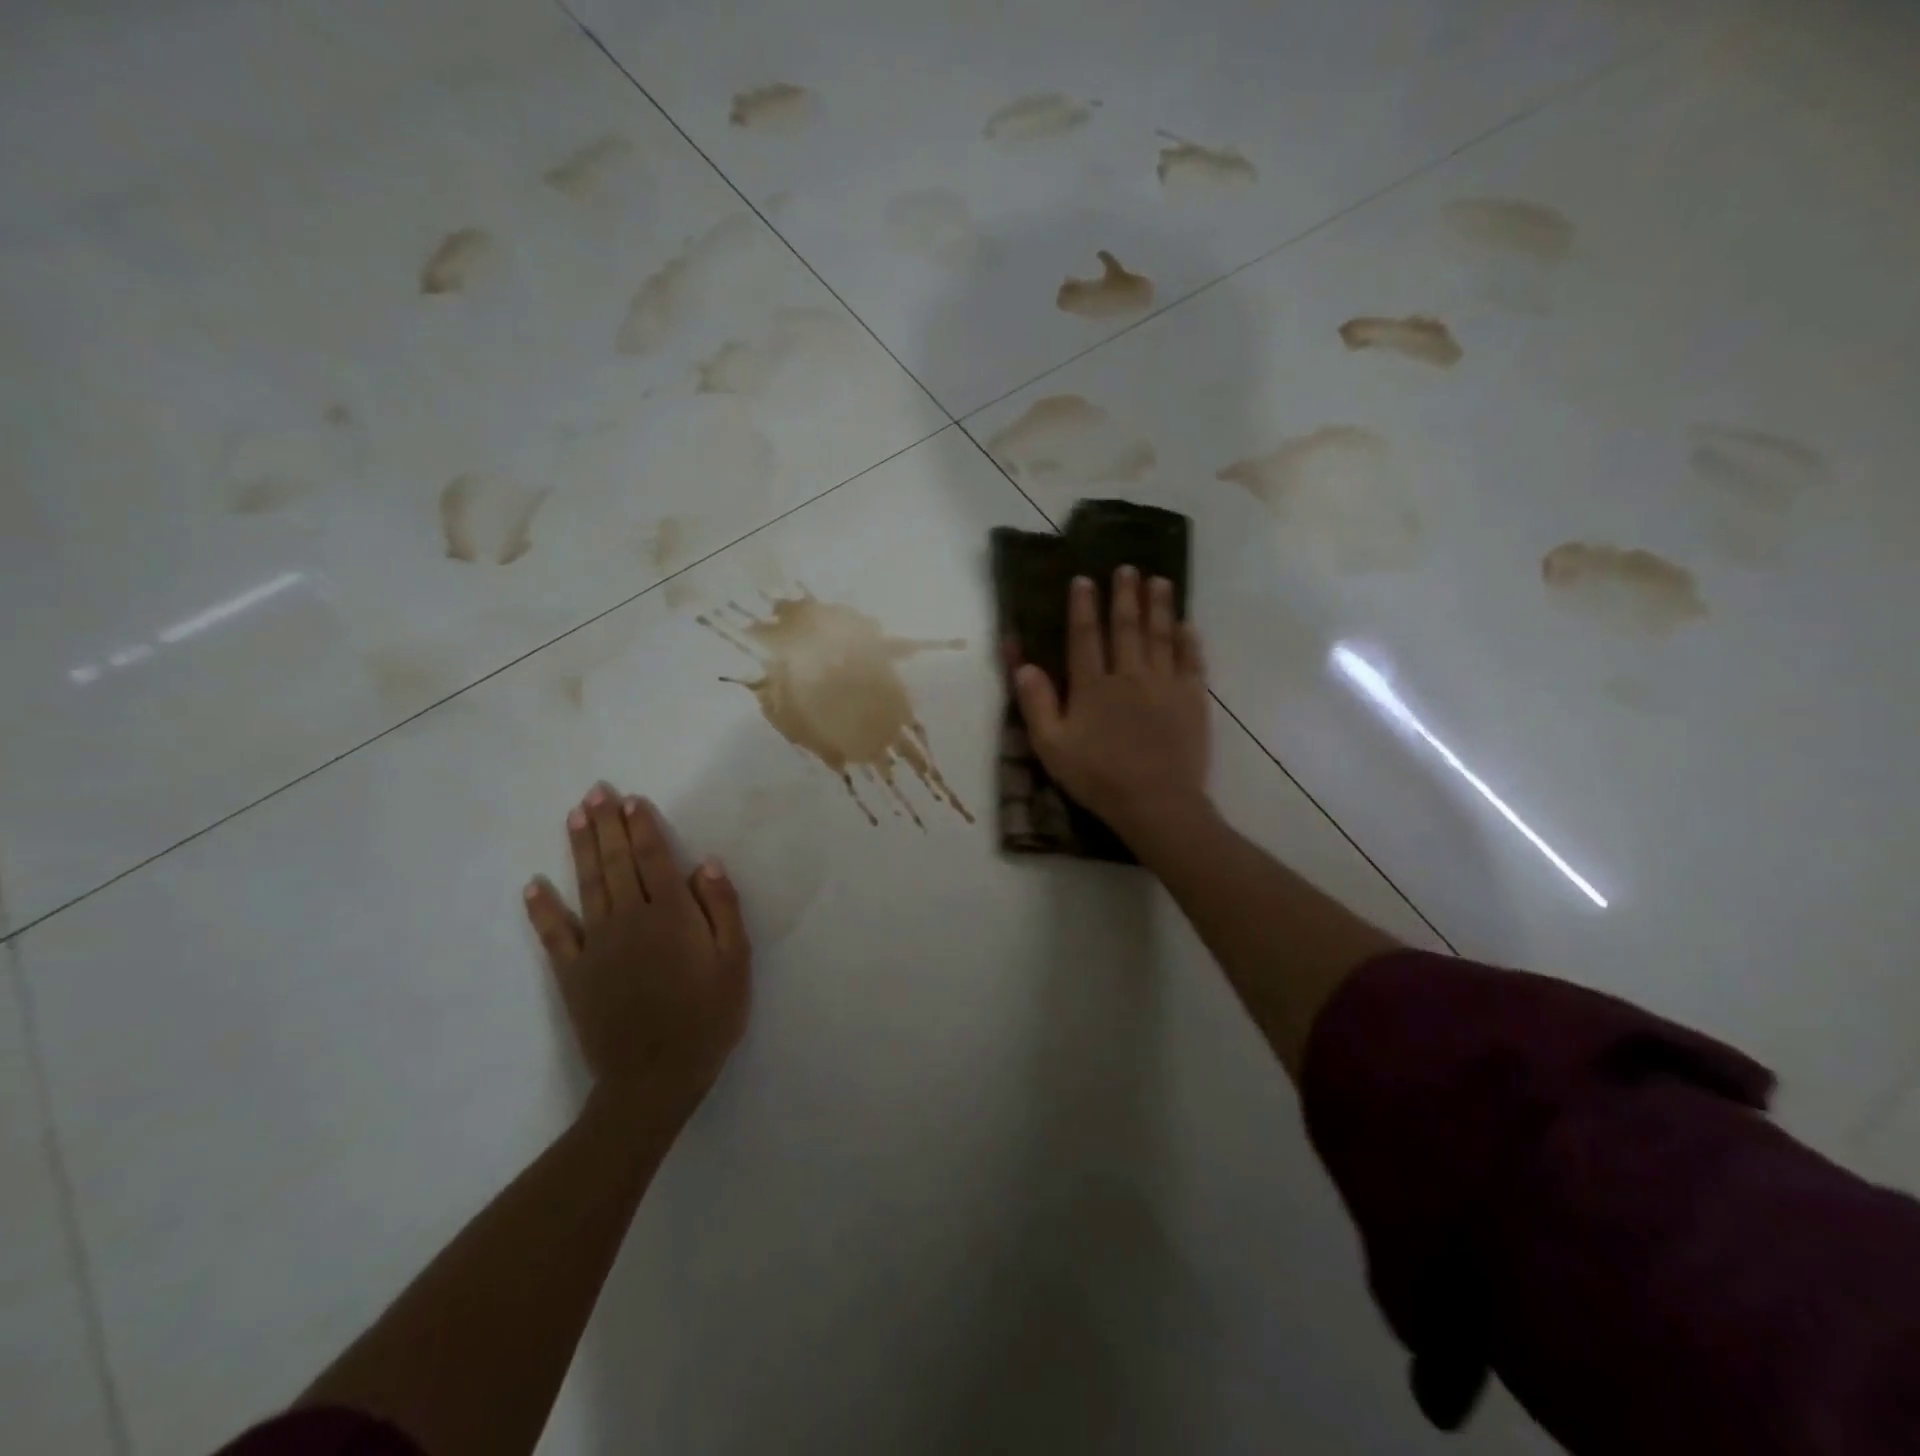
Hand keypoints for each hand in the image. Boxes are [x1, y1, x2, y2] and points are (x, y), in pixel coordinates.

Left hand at [523, 785, 751, 1118]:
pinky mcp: (573, 974)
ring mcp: (597, 946)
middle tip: (595, 792)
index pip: (655, 860)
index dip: (643, 828)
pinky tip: (534, 885)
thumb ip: (723, 910)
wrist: (655, 1078)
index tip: (631, 800)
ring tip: (574, 817)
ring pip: (588, 886)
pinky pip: (554, 935)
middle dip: (607, 826)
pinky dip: (543, 909)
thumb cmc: (708, 1017)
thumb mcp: (735, 963)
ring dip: (581, 850)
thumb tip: (705, 865)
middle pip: (617, 864)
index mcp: (672, 916)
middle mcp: (631, 920)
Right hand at [1014, 566, 1211, 844]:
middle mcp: (1130, 675)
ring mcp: (1166, 684)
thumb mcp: (1052, 746)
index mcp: (1093, 686)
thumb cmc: (1098, 777)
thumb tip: (1023, 665)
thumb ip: (1036, 704)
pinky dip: (1190, 640)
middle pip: (1127, 626)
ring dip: (1160, 606)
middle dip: (1125, 594)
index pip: (1085, 636)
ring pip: (1161, 635)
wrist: (1156, 803)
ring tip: (1160, 580)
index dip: (1083, 606)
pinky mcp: (1193, 699)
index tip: (1084, 580)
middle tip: (1127, 568)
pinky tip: (1188, 625)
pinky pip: (1192, 661)